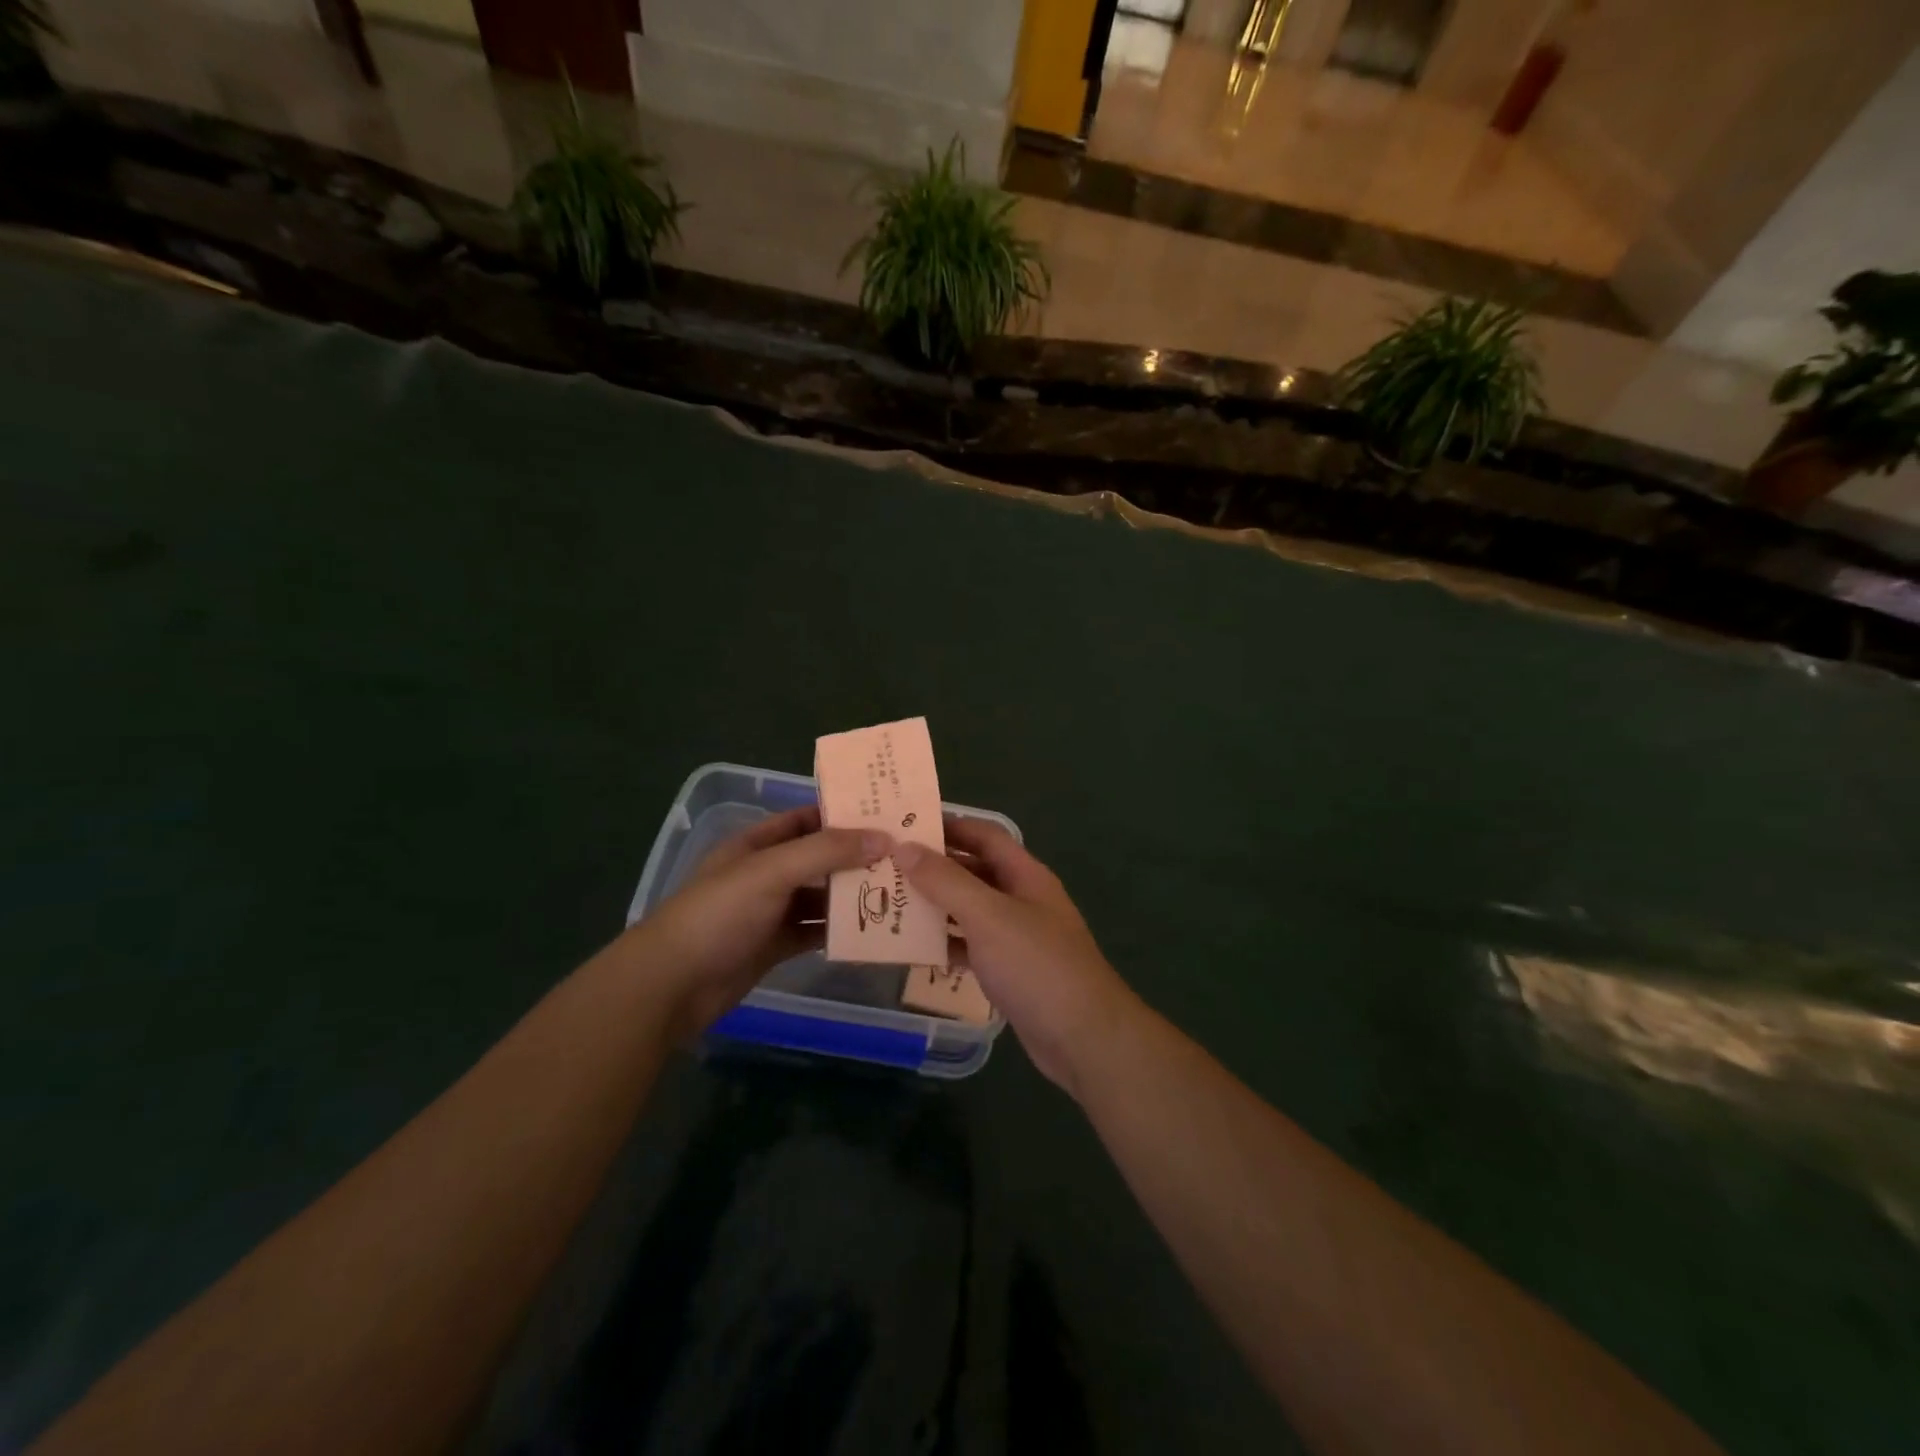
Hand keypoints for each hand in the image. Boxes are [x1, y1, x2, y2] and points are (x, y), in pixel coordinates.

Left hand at [623, 806, 889, 1041]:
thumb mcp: (772, 871)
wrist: (673, 984)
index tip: (886, 816)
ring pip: (820, 896)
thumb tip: (884, 838)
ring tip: (897, 892)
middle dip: (856, 857)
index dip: (842, 815)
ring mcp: (770, 911)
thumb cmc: (719, 914)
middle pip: (818, 858)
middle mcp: (766, 873)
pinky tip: (871, 930)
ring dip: (852, 895)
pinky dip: (839, 930)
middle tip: (903, 857)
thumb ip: (826, 852)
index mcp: (757, 844)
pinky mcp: (774, 946)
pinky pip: (814, 931)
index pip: (806, 819)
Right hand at [893, 819, 1138, 1096]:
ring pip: (970, 910)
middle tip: (887, 865)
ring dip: (935, 906)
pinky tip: (913, 947)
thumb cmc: (1036, 965)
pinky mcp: (1009, 971)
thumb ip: (946, 881)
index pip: (984, 836)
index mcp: (1025, 875)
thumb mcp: (988, 916)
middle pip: (974, 871)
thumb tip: (905, 847)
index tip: (906, 824)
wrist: (1082, 1038)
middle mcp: (1022, 899)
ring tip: (889, 901)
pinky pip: (971, 946)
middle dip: (935, 867)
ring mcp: (1017, 937)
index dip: (950, 825)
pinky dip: (946, 943)